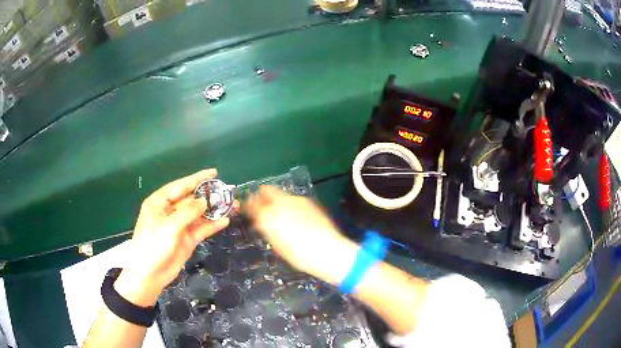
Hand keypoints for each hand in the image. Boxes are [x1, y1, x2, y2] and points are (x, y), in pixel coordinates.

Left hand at [114, 169, 229, 306]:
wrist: (150, 275)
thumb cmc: (153, 245)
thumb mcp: (168, 226)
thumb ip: (187, 213)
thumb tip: (204, 201)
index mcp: (160, 203)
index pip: (180, 186)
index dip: (197, 179)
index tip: (214, 173)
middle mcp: (170, 212)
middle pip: (191, 200)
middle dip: (208, 196)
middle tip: (227, 192)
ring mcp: (179, 226)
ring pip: (199, 215)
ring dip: (214, 211)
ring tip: (232, 206)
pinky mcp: (187, 240)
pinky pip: (201, 229)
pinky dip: (212, 225)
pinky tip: (224, 221)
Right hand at [244, 186, 357, 283]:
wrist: (327, 250)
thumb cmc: (298, 255)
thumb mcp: (277, 245)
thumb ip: (266, 229)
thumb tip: (261, 222)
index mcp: (267, 217)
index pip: (251, 204)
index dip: (248, 205)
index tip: (248, 209)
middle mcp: (279, 203)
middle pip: (266, 190)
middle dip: (261, 195)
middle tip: (261, 204)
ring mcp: (295, 200)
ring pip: (280, 193)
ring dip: (276, 199)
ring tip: (279, 211)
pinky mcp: (308, 201)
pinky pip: (293, 199)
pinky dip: (289, 203)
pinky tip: (294, 214)